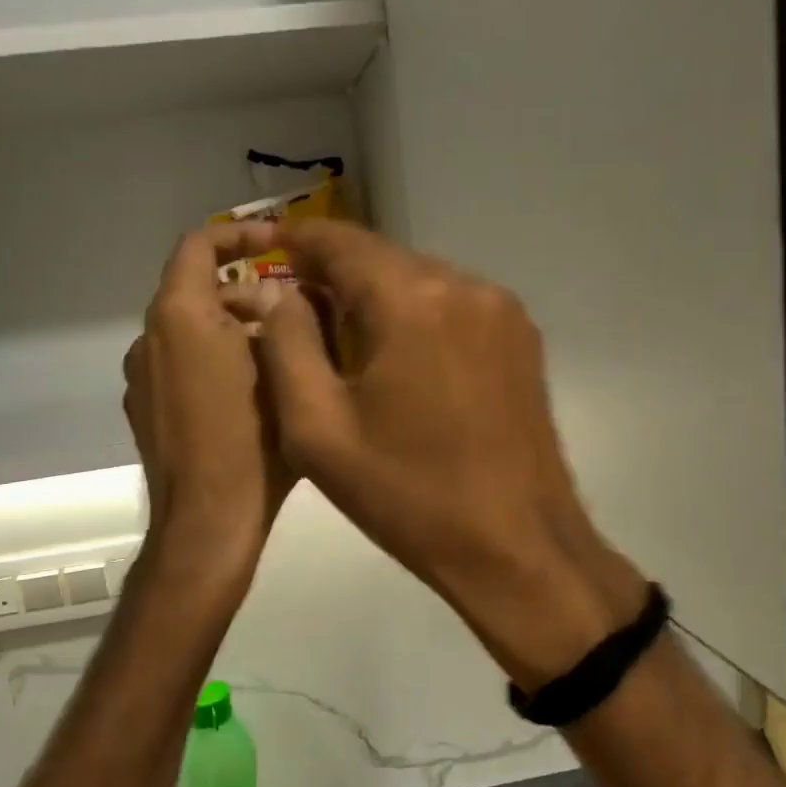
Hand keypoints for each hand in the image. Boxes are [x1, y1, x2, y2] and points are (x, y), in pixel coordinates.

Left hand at [124, 223, 293, 600]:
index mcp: (179, 317)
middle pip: (195, 290)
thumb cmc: (252, 442)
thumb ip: (278, 319)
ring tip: (282, 355)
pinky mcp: (143, 410)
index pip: (198, 246)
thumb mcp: (281, 369)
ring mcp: (140, 377)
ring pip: (189, 331)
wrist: (207, 522)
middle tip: (296, 312)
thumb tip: (272, 298)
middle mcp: (149, 338)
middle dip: (246, 293)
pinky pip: (179, 365)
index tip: (277, 242)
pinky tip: (249, 393)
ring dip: (232, 329)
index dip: (238, 234)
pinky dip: (212, 360)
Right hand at [233, 221, 645, 684]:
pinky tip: (403, 361)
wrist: (517, 546)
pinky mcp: (522, 336)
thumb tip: (277, 292)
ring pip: (420, 280)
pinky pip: (454, 305)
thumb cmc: (408, 494)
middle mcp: (464, 284)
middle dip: (336, 275)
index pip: (339, 240)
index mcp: (411, 299)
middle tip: (298, 312)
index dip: (295, 241)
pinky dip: (418, 316)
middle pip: (382, 258)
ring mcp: (502, 309)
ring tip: (347, 344)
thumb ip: (285, 344)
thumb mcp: (318, 428)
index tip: (263, 252)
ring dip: (378, 298)